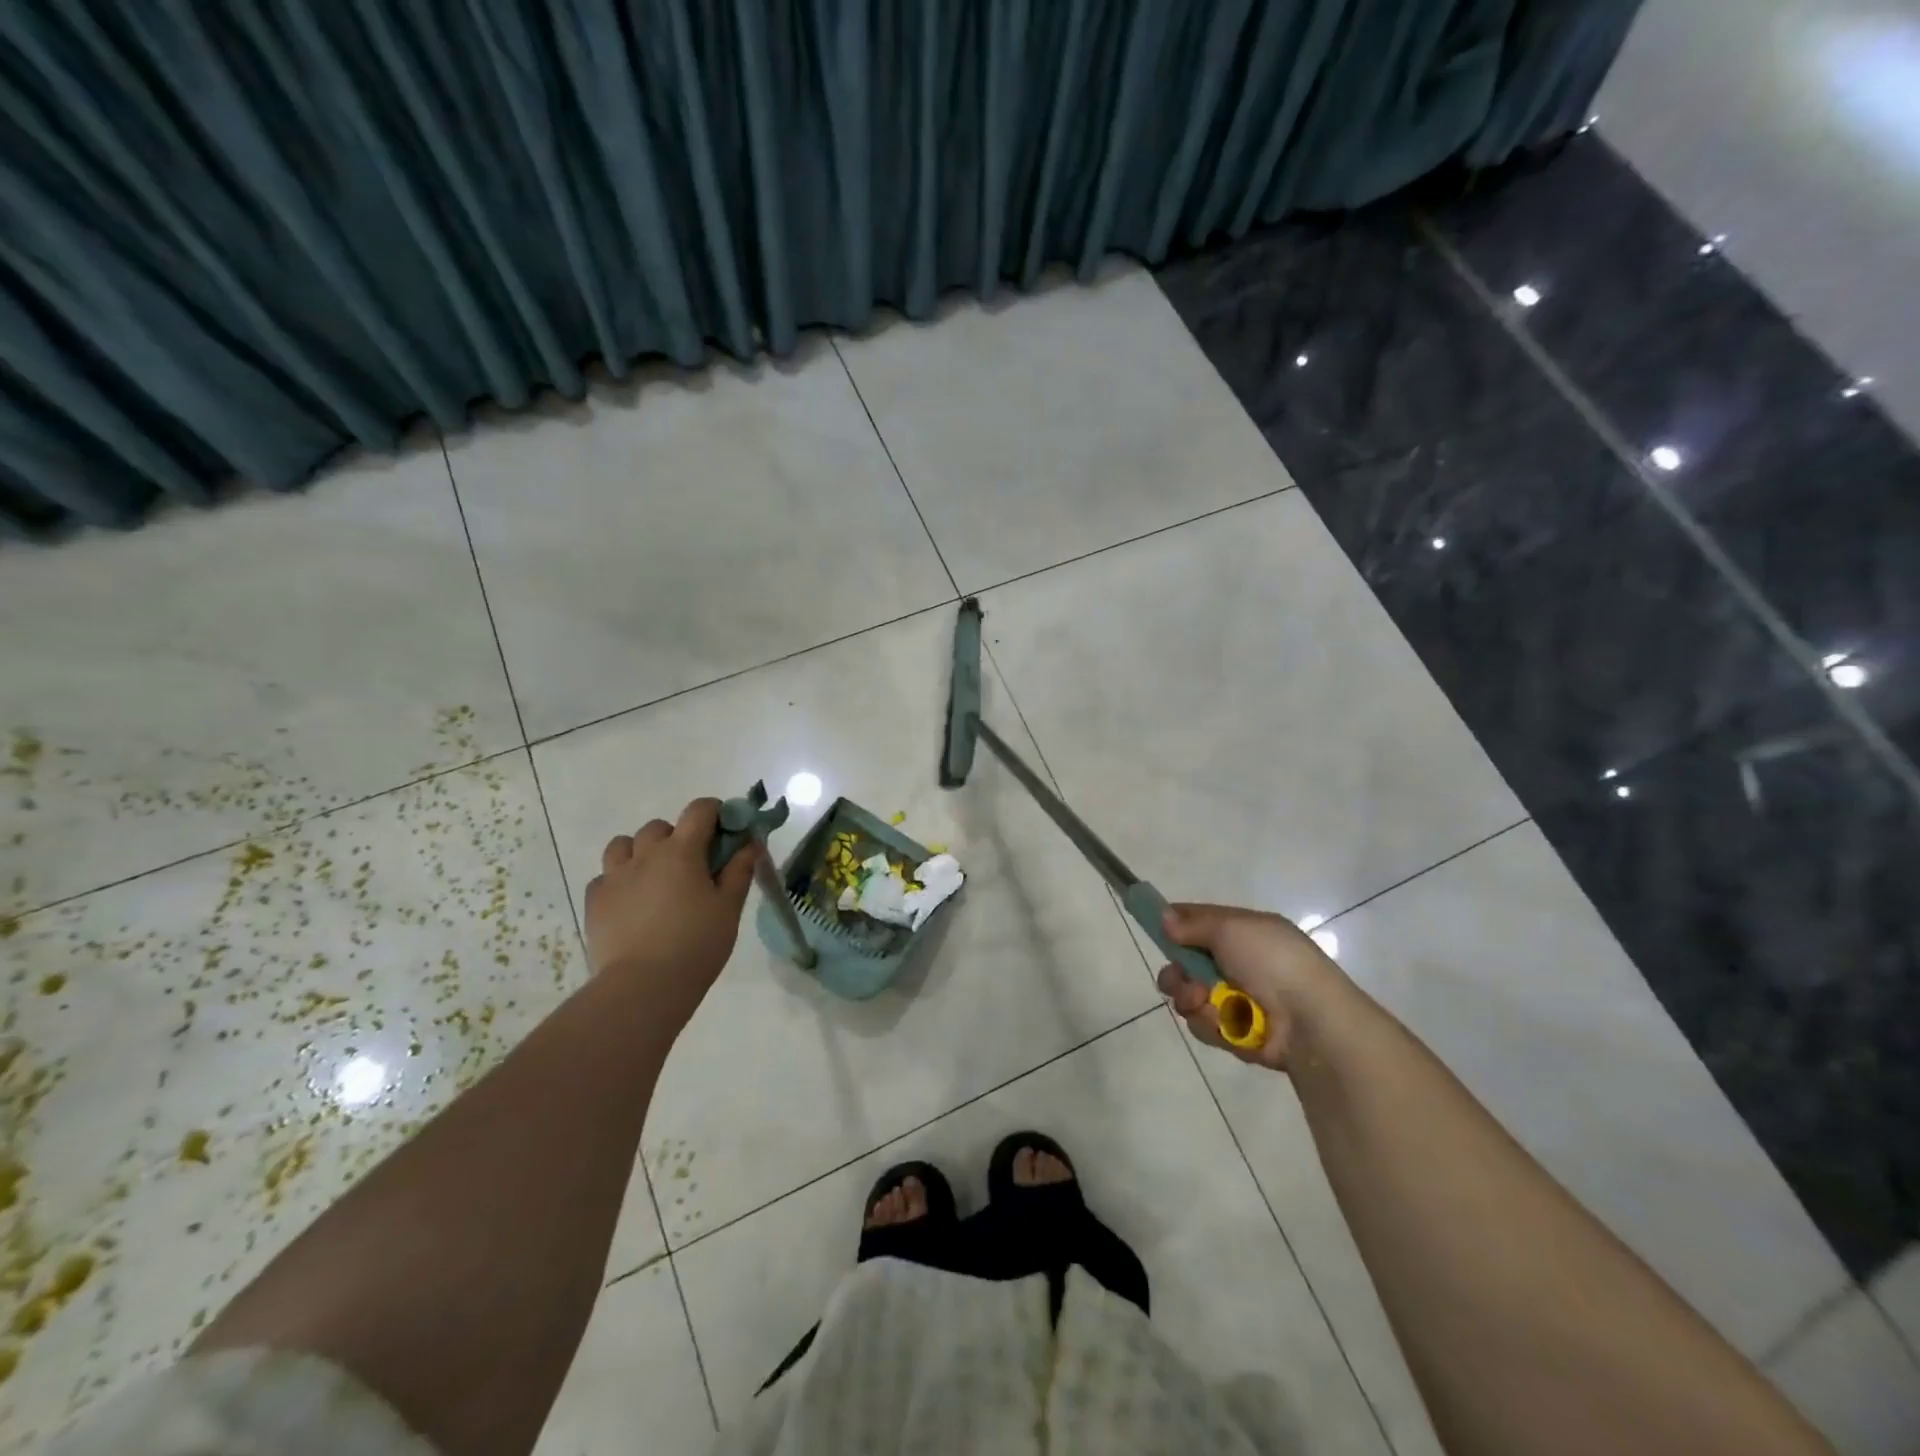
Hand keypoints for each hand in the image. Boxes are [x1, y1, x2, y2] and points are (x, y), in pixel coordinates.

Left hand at [584, 798, 759, 1033]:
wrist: (643, 987)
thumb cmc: (696, 944)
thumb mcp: (728, 908)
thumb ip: (740, 870)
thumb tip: (751, 843)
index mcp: (682, 851)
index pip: (700, 810)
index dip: (716, 812)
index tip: (726, 830)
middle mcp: (645, 854)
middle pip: (659, 827)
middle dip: (677, 836)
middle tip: (691, 865)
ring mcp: (614, 877)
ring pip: (623, 845)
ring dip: (640, 852)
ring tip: (654, 879)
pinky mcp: (594, 901)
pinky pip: (604, 877)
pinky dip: (619, 881)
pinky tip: (631, 904)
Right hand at [1156, 902, 1350, 1071]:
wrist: (1311, 1020)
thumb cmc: (1272, 961)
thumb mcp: (1231, 928)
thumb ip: (1193, 923)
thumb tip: (1164, 918)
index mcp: (1244, 933)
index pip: (1200, 923)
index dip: (1175, 925)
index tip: (1156, 930)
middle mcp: (1240, 964)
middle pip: (1187, 965)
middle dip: (1176, 973)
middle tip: (1176, 979)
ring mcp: (1239, 1000)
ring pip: (1191, 997)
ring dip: (1191, 999)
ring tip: (1204, 1002)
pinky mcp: (1238, 1033)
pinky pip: (1205, 1025)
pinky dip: (1211, 1023)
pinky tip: (1224, 1022)